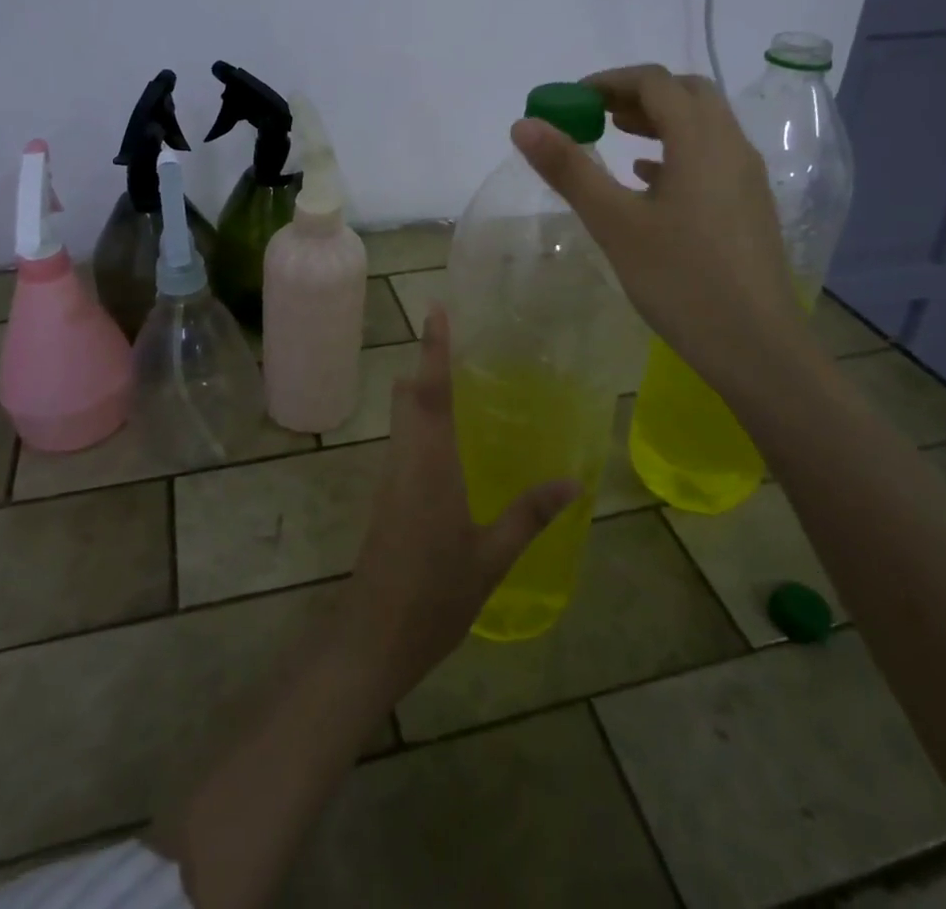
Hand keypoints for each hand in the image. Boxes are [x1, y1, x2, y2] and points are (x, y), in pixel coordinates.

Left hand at [336, 306, 578, 698]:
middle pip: (408, 395)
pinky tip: (446, 437)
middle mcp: (405, 458)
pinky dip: (420, 421)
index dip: (432, 348)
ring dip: (421, 391)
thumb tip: (573, 481)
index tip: (435, 309)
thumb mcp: (492, 558)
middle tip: (457, 340)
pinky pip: (404, 441)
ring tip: (457, 378)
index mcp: (430, 462)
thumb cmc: (434, 594)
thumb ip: (529, 515)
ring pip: (402, 417)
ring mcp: (391, 477)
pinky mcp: (386, 496)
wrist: (372, 636)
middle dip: (426, 363)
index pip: (429, 390)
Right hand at [510, 63, 816, 399]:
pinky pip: (711, 157)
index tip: (570, 100)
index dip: (608, 81)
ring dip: (659, 120)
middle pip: (686, 93)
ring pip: (703, 125)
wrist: (756, 346)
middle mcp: (731, 145)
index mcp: (701, 140)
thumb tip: (524, 124)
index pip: (654, 82)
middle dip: (637, 94)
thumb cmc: (680, 280)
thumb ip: (569, 169)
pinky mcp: (749, 206)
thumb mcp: (614, 223)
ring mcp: (746, 177)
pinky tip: (649, 180)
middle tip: (595, 114)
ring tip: (616, 138)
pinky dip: (677, 151)